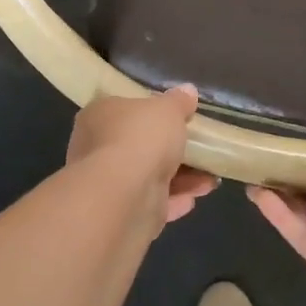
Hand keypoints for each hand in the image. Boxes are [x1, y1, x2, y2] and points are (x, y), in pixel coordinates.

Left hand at [67, 85, 217, 227]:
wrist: (124, 195)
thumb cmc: (141, 138)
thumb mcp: (168, 109)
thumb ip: (179, 101)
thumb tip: (188, 91)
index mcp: (98, 116)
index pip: (123, 110)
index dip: (150, 114)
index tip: (177, 119)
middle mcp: (95, 149)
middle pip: (138, 146)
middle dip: (171, 151)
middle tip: (199, 150)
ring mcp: (106, 184)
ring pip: (148, 177)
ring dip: (180, 178)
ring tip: (210, 179)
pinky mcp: (119, 214)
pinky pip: (151, 202)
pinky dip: (174, 200)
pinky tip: (195, 197)